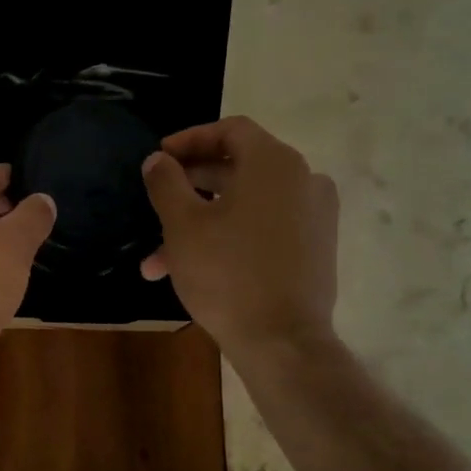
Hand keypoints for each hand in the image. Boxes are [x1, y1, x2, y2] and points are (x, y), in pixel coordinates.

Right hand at [141, 117, 339, 361]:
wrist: (282, 340)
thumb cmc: (227, 273)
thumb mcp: (182, 225)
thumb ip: (166, 182)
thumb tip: (158, 160)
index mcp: (274, 163)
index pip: (230, 130)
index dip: (189, 140)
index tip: (159, 158)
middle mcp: (303, 179)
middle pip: (238, 167)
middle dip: (188, 189)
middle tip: (155, 204)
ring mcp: (314, 216)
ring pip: (246, 206)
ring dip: (201, 223)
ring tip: (158, 260)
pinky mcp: (315, 248)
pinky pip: (265, 228)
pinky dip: (230, 237)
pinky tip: (195, 269)